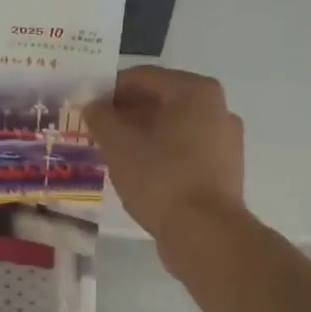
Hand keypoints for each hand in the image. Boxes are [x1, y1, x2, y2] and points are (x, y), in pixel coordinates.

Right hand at [84, 67, 246, 242]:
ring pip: (173, 127)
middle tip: (95, 129)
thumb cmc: (161, 178)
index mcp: (195, 91)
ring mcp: (225, 140)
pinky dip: (160, 153)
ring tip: (111, 151)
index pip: (142, 77)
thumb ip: (101, 117)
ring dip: (141, 134)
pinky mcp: (224, 170)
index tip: (85, 106)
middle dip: (125, 113)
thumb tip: (93, 105)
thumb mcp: (119, 144)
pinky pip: (185, 150)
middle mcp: (217, 108)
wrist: (205, 234)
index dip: (109, 89)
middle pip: (160, 100)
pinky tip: (137, 171)